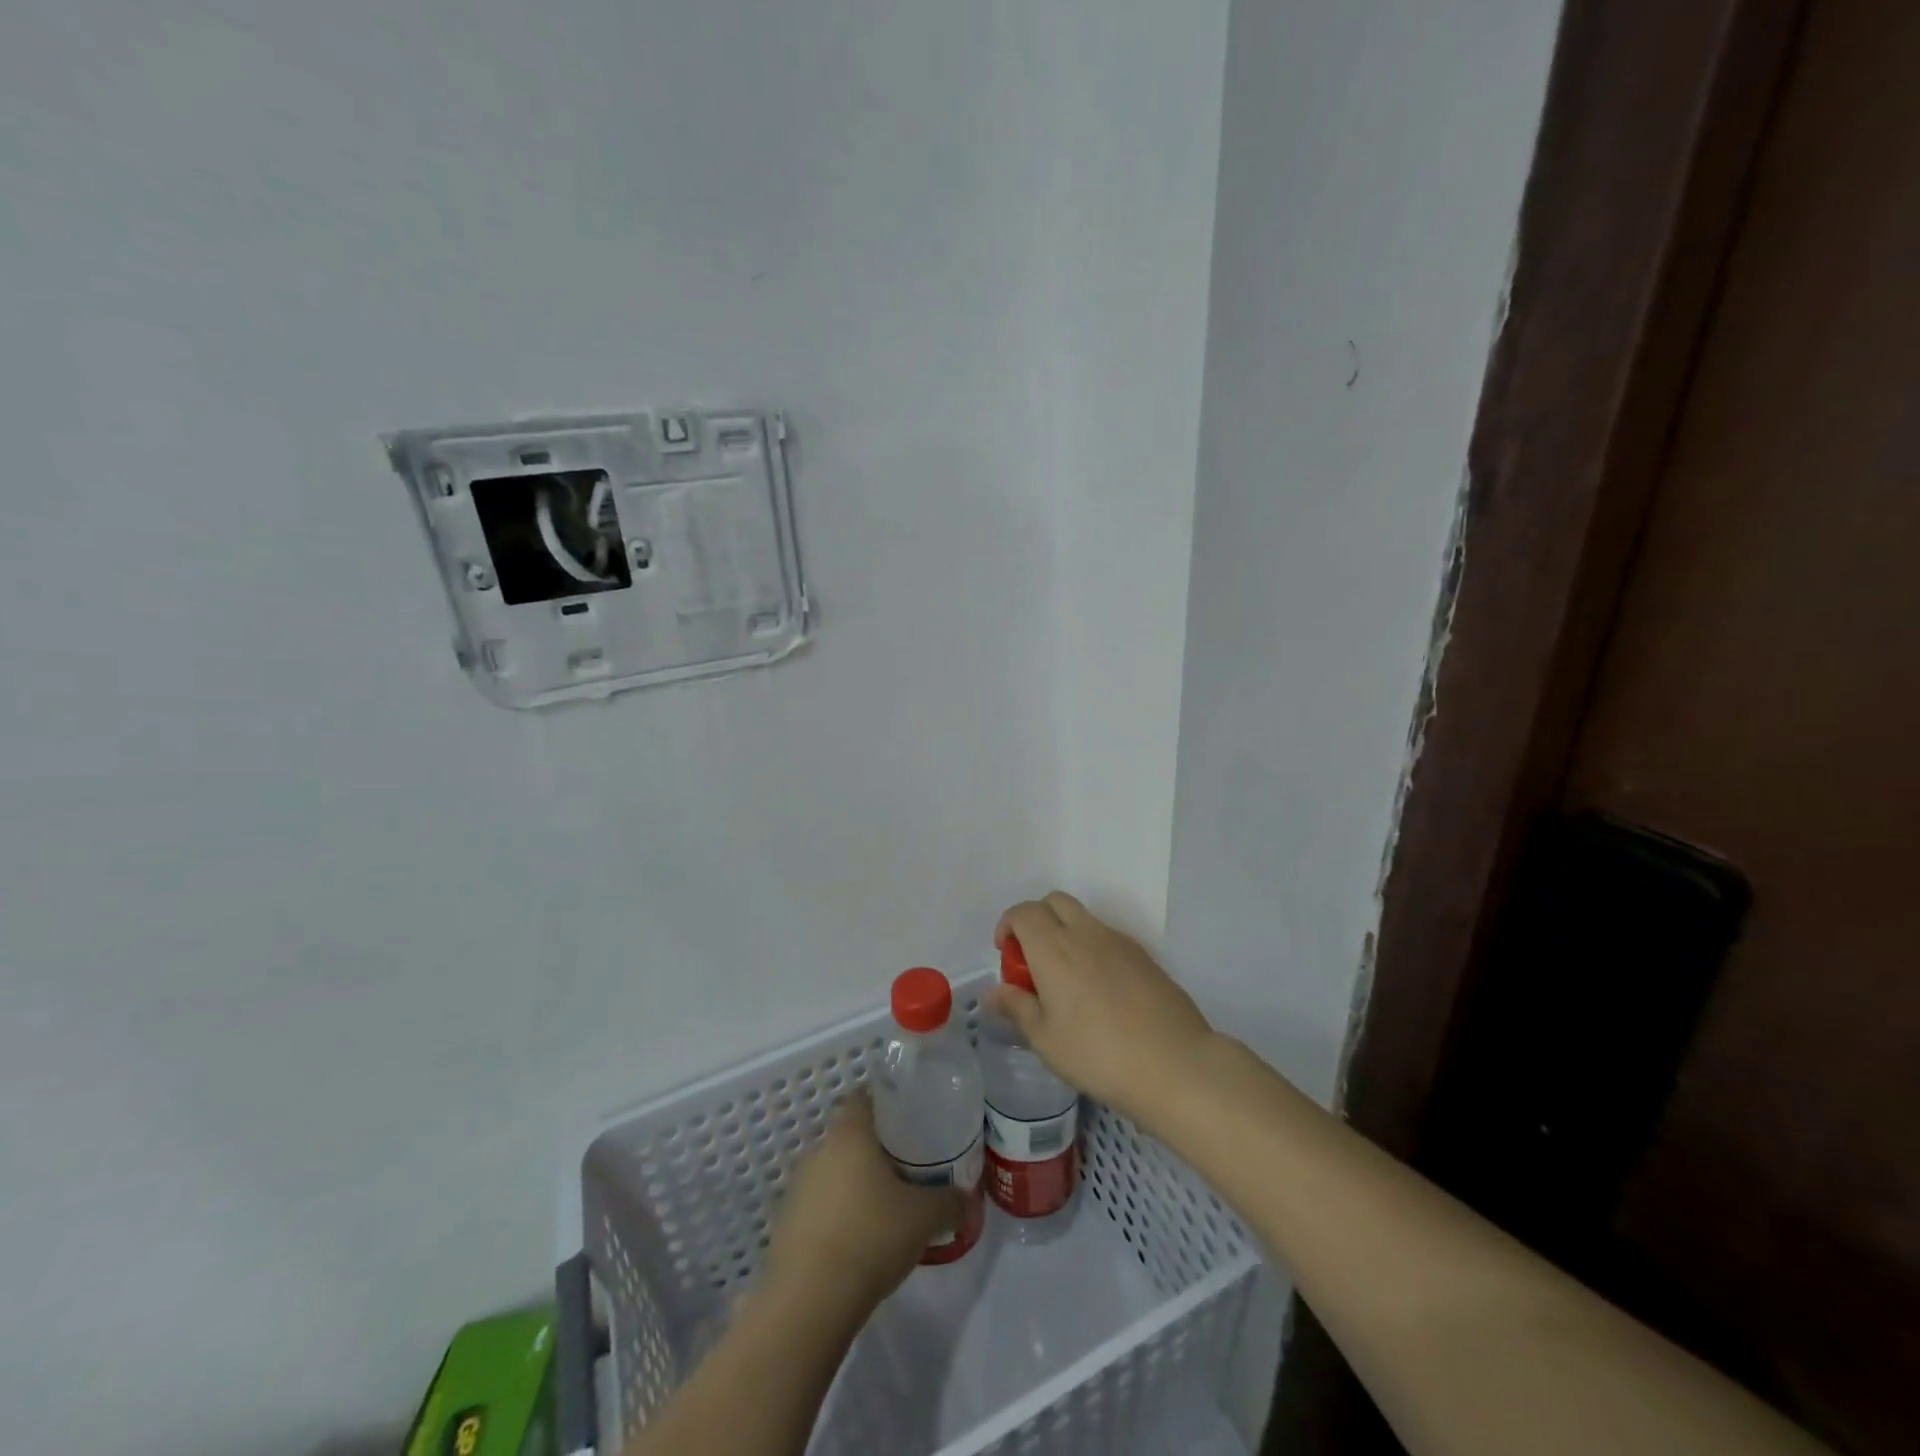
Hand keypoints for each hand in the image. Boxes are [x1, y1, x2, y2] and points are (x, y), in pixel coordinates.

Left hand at [763, 1094, 963, 1312]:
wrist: (808, 1302)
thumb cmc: (870, 1236)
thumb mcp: (925, 1217)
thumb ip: (950, 1201)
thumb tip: (967, 1199)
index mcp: (849, 1133)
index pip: (864, 1097)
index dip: (887, 1104)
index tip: (910, 1121)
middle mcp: (818, 1150)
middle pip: (850, 1136)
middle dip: (876, 1150)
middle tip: (908, 1168)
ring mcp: (797, 1188)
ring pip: (834, 1172)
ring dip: (856, 1185)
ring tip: (887, 1208)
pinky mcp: (786, 1225)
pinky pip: (820, 1206)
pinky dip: (839, 1215)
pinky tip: (860, 1241)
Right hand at [990, 892, 1216, 1128]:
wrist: (1174, 1064)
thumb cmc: (1098, 1054)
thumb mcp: (1045, 1039)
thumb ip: (1016, 1007)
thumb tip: (992, 991)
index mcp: (1054, 948)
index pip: (1023, 912)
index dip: (1008, 925)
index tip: (1006, 955)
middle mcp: (1085, 933)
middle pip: (1054, 902)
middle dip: (1036, 919)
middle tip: (1033, 960)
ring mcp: (1119, 941)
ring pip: (1084, 917)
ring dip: (1066, 932)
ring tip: (1067, 978)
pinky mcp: (1144, 956)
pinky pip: (1108, 937)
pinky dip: (1093, 947)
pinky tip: (1100, 990)